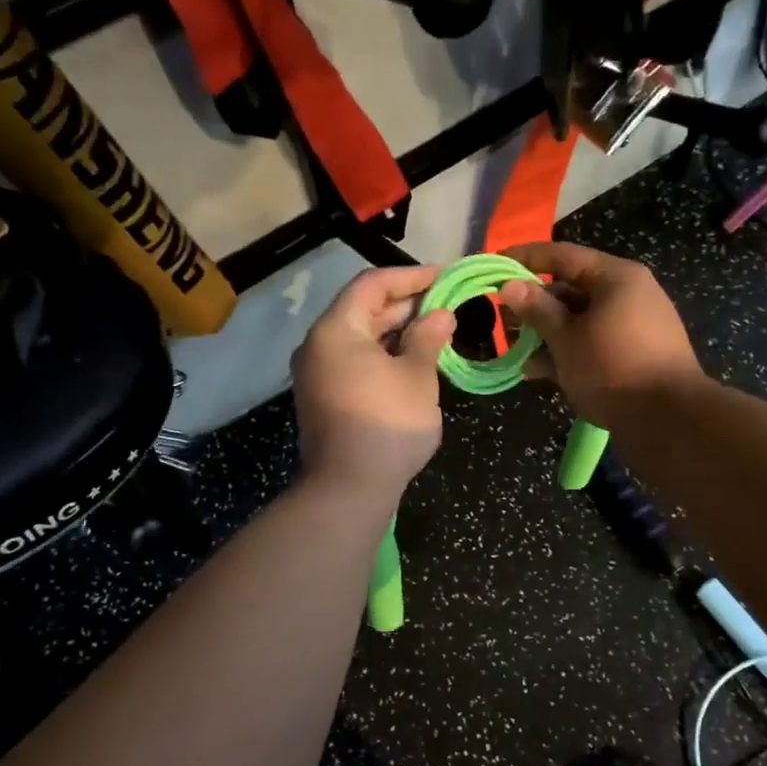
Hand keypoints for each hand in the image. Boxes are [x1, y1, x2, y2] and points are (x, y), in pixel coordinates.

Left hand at [291, 266, 455, 498]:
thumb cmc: (387, 425)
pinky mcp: (325, 398)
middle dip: (407, 304)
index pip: (372, 284)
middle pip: (363, 310)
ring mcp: (318, 374)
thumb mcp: (417, 377)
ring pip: (361, 338)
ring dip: (397, 331)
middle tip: (447, 303)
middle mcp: (319, 345)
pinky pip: (356, 362)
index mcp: (336, 330)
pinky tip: (415, 360)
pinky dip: (385, 355)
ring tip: (437, 330)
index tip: (445, 277)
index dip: (411, 276)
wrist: (349, 489)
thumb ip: (429, 338)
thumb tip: (441, 314)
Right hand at [497, 242, 705, 428]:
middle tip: (501, 318)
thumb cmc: (613, 368)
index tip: (494, 266)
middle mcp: (629, 294)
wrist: (668, 420)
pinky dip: (567, 352)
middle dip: (534, 305)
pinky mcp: (635, 355)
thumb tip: (509, 284)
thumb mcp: (566, 339)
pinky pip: (594, 343)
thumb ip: (537, 310)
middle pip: (571, 289)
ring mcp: (634, 326)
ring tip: (515, 350)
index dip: (525, 259)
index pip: (562, 256)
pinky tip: (538, 371)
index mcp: (616, 278)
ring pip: (581, 320)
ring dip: (547, 333)